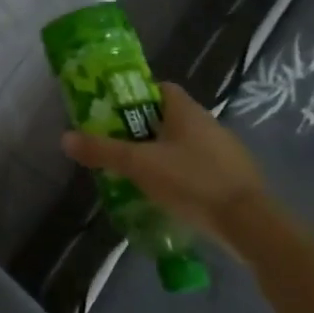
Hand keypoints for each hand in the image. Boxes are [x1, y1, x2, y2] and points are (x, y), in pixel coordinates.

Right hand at [61, 81, 269, 238]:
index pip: (159, 88)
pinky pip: (198, 166)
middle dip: (142, 128)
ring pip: (184, 143)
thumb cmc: (192, 181)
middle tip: (118, 145)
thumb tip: (64, 138)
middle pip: (168, 117)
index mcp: (187, 110)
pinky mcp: (233, 178)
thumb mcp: (138, 165)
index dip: (135, 96)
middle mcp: (208, 123)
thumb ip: (102, 151)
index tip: (113, 112)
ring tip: (136, 172)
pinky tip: (166, 193)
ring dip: (161, 153)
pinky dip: (180, 174)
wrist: (249, 224)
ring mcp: (224, 151)